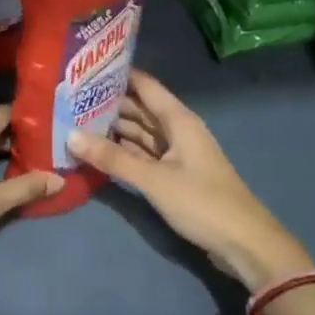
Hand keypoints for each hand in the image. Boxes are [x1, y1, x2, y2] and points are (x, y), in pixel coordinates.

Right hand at [68, 70, 312, 290]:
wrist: (245, 244)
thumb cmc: (202, 203)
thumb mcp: (154, 180)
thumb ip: (113, 158)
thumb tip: (70, 135)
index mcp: (179, 120)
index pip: (145, 86)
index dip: (118, 75)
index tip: (84, 69)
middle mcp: (178, 131)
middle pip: (140, 109)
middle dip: (109, 104)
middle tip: (70, 99)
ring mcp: (178, 154)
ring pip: (141, 134)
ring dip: (114, 130)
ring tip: (76, 122)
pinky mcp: (176, 176)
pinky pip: (145, 155)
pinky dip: (125, 153)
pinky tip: (100, 152)